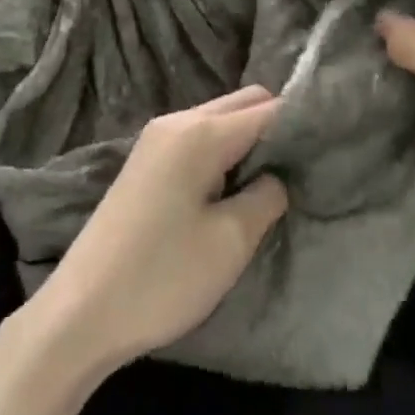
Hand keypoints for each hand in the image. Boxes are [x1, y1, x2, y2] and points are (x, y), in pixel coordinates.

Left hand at [27, 87, 288, 376]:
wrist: (81, 311)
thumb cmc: (163, 276)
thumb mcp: (230, 241)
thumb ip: (266, 196)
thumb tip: (278, 175)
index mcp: (200, 132)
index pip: (269, 109)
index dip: (303, 124)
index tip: (332, 146)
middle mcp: (176, 121)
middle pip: (243, 103)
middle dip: (277, 126)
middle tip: (304, 168)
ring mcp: (155, 140)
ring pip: (219, 120)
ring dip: (249, 141)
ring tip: (273, 182)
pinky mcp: (145, 163)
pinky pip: (198, 140)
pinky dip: (223, 153)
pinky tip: (234, 189)